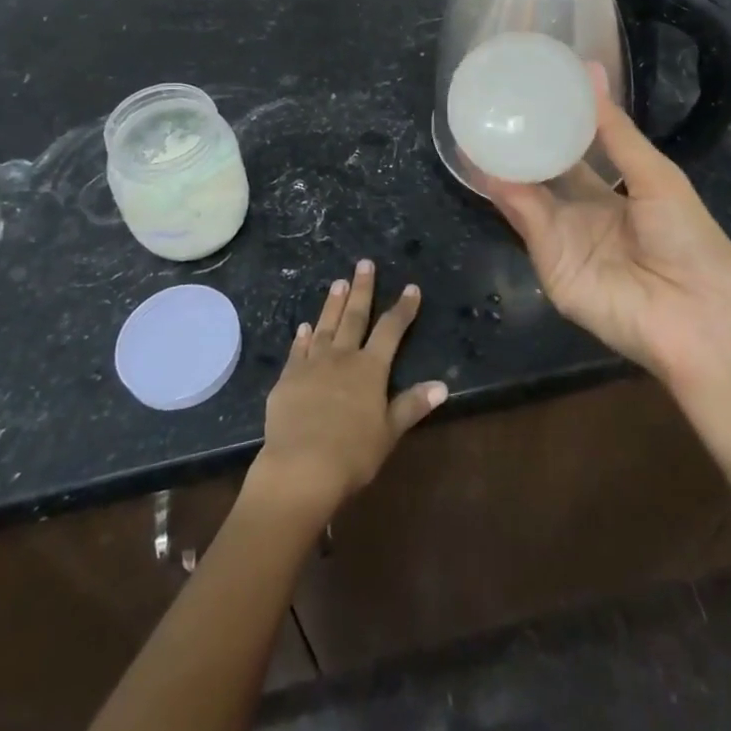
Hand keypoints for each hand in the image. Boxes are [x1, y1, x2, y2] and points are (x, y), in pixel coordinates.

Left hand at [250, 261, 447, 522]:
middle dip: (362, 289)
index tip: (411, 288)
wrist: (301, 467)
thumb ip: (412, 405)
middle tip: (364, 263)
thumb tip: (443, 385)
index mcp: (370, 369)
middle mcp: (342, 357)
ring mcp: (312, 364)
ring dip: (333, 304)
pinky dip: (302, 336)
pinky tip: (304, 326)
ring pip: (325, 326)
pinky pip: (297, 350)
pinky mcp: (288, 378)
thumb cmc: (353, 454)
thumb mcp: (389, 432)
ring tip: (338, 282)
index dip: (403, 309)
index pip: (391, 330)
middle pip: (355, 317)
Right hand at [482, 67, 730, 388]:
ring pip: (526, 193)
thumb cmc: (689, 237)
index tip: (529, 91)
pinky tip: (487, 162)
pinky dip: (505, 192)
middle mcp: (582, 212)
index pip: (574, 152)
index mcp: (614, 191)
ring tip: (476, 124)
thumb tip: (590, 69)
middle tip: (491, 105)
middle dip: (520, 143)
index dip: (553, 124)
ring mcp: (563, 238)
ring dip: (503, 163)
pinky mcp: (549, 262)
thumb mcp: (654, 173)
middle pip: (543, 172)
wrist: (697, 316)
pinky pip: (525, 220)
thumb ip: (613, 129)